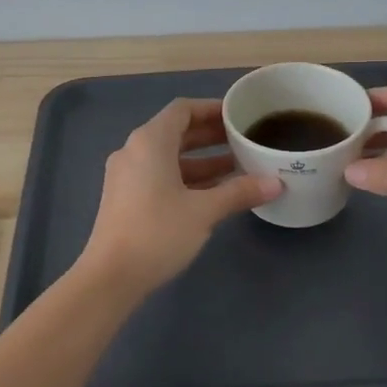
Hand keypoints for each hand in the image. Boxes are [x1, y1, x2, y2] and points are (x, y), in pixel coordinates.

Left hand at [78, 99, 282, 294]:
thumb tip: (276, 183)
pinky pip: (160, 175)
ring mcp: (127, 176)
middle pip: (176, 132)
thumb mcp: (204, 211)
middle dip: (211, 136)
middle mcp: (134, 151)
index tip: (238, 115)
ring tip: (238, 167)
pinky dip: (186, 177)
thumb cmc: (158, 232)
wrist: (110, 277)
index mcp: (150, 142)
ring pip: (169, 157)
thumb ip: (239, 192)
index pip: (182, 110)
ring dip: (202, 160)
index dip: (211, 109)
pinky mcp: (125, 198)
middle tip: (244, 140)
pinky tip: (214, 192)